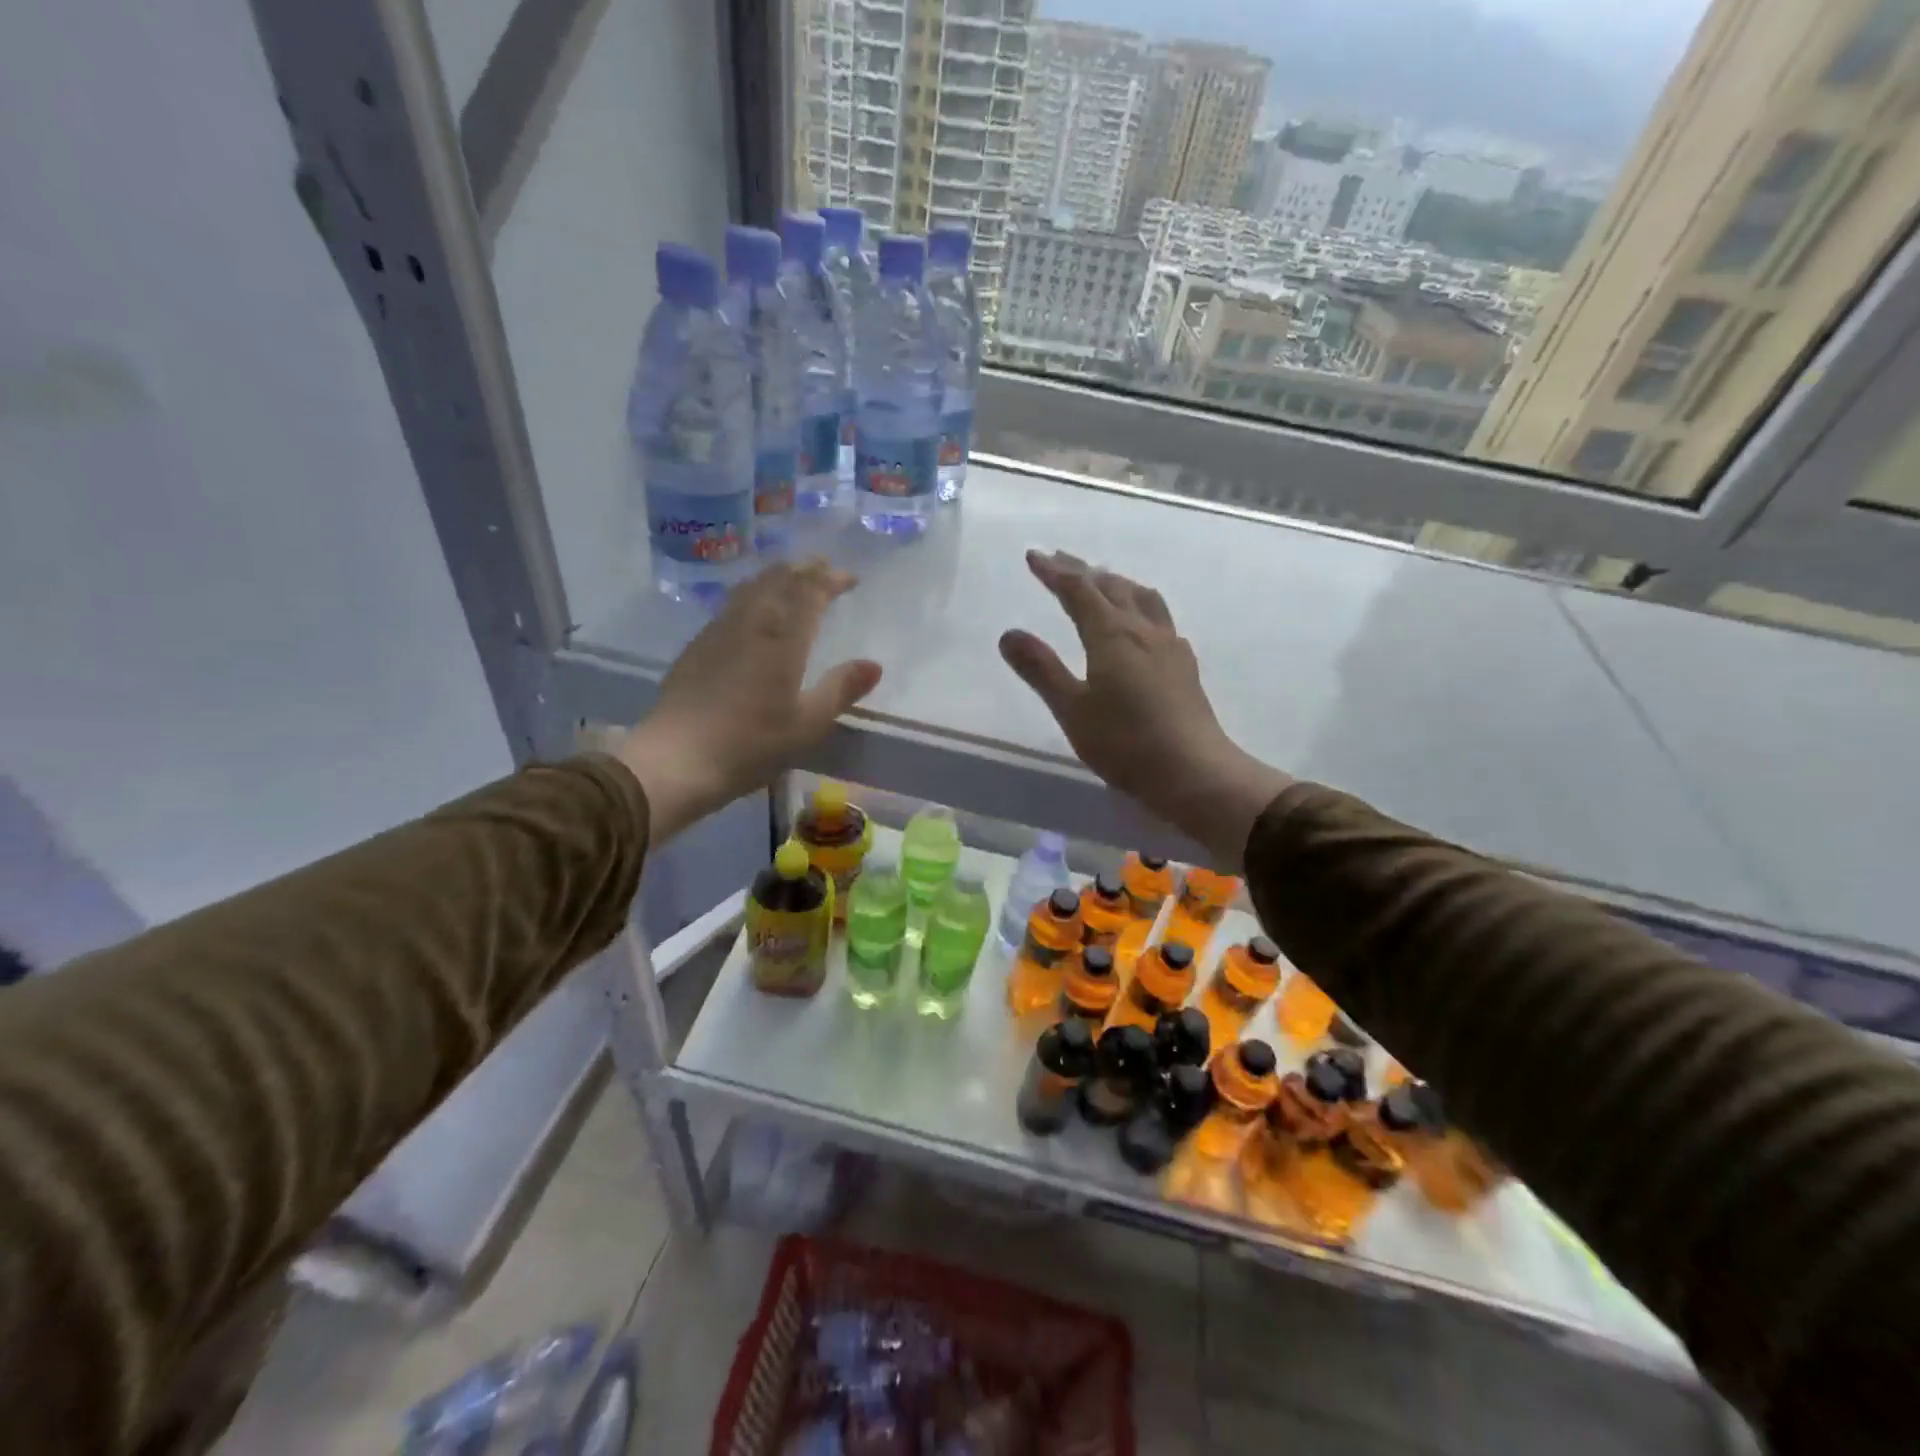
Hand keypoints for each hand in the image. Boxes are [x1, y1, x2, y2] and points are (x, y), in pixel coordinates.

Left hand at [616, 560, 881, 842]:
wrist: (676, 759)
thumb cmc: (750, 744)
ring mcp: (719, 631)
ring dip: (777, 576)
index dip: (831, 578)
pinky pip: (732, 603)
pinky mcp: (698, 645)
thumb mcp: (807, 724)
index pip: (809, 590)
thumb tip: (874, 664)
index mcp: (782, 638)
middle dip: (805, 569)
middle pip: (778, 579)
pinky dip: (754, 593)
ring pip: (751, 586)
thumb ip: (841, 690)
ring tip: (792, 579)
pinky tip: (754, 610)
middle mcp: (750, 622)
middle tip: (824, 569)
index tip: (850, 578)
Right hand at [999, 550, 1289, 867]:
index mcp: (1112, 635)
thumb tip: (1009, 634)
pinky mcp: (1185, 665)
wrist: (1194, 772)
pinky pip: (1159, 618)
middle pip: (1112, 586)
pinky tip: (1141, 624)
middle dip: (1083, 570)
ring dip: (1117, 582)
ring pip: (1142, 597)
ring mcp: (1169, 646)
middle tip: (1060, 560)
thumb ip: (1041, 670)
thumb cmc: (1125, 743)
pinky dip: (1140, 606)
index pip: (1079, 591)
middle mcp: (1143, 630)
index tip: (1034, 556)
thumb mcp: (1072, 709)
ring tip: (1102, 580)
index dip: (1055, 572)